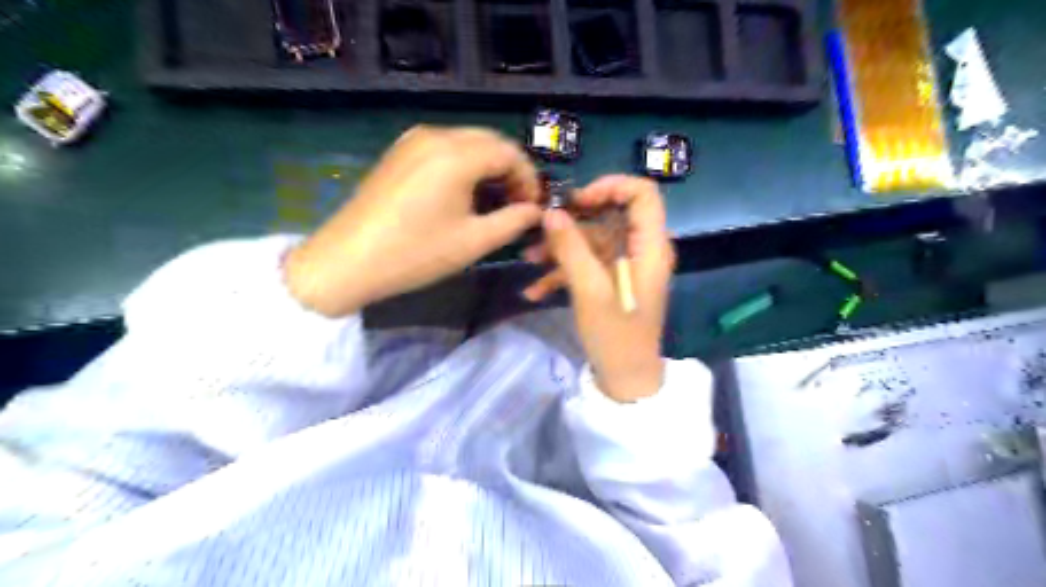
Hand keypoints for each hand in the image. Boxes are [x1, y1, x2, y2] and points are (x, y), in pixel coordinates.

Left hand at [287, 124, 542, 316]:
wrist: (348, 260)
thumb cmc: (416, 253)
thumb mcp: (474, 242)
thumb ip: (513, 221)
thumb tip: (535, 211)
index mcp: (457, 155)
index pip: (510, 153)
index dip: (529, 178)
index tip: (533, 207)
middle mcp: (436, 136)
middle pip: (490, 141)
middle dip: (510, 170)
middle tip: (516, 204)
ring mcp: (413, 141)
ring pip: (468, 143)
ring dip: (488, 167)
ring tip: (492, 202)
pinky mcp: (400, 152)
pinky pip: (445, 149)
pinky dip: (464, 165)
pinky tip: (463, 194)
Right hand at [522, 174, 669, 403]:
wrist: (625, 379)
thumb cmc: (616, 335)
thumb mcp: (590, 290)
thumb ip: (571, 248)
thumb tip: (551, 212)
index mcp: (649, 246)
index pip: (642, 193)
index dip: (610, 186)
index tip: (576, 201)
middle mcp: (641, 250)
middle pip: (609, 216)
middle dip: (572, 222)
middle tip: (540, 228)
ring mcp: (625, 267)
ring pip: (592, 241)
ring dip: (561, 248)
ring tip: (528, 259)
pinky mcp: (611, 282)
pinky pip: (587, 265)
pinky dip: (563, 272)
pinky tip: (534, 290)